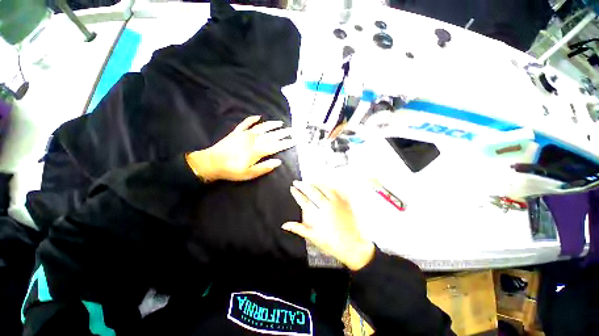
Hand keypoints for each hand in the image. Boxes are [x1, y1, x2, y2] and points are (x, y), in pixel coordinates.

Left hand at [186, 116, 294, 181]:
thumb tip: (278, 162)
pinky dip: (252, 119)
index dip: (285, 143)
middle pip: (271, 135)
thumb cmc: (232, 170)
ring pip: (261, 128)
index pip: (275, 146)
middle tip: (292, 130)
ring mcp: (244, 135)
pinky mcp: (236, 132)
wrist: (212, 162)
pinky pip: (245, 123)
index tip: (294, 141)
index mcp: (257, 151)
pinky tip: (258, 116)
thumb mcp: (250, 173)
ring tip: (280, 123)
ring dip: (271, 125)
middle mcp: (253, 140)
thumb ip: (264, 167)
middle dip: (282, 133)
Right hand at [282, 181, 374, 270]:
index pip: (304, 200)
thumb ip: (298, 228)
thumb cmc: (331, 243)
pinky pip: (337, 190)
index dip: (296, 193)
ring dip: (315, 183)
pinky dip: (330, 187)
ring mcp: (336, 203)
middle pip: (312, 191)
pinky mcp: (345, 203)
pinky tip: (326, 186)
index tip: (292, 188)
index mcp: (317, 215)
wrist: (352, 246)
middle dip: (303, 185)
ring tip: (310, 182)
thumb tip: (285, 225)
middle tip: (297, 182)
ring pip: (324, 188)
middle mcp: (326, 206)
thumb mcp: (313, 237)